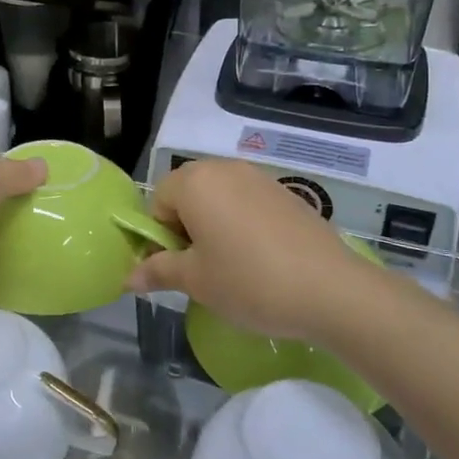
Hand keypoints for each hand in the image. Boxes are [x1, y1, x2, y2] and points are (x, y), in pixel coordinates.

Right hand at [127, 160, 373, 344]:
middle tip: (204, 269)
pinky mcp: (287, 193)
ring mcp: (260, 178)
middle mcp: (226, 169)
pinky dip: (244, 225)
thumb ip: (158, 271)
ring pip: (220, 198)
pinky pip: (249, 203)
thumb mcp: (197, 281)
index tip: (179, 268)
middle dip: (187, 228)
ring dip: (216, 226)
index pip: (158, 202)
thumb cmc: (249, 281)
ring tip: (234, 266)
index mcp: (195, 182)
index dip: (161, 236)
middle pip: (189, 194)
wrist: (331, 288)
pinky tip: (262, 259)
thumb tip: (128, 277)